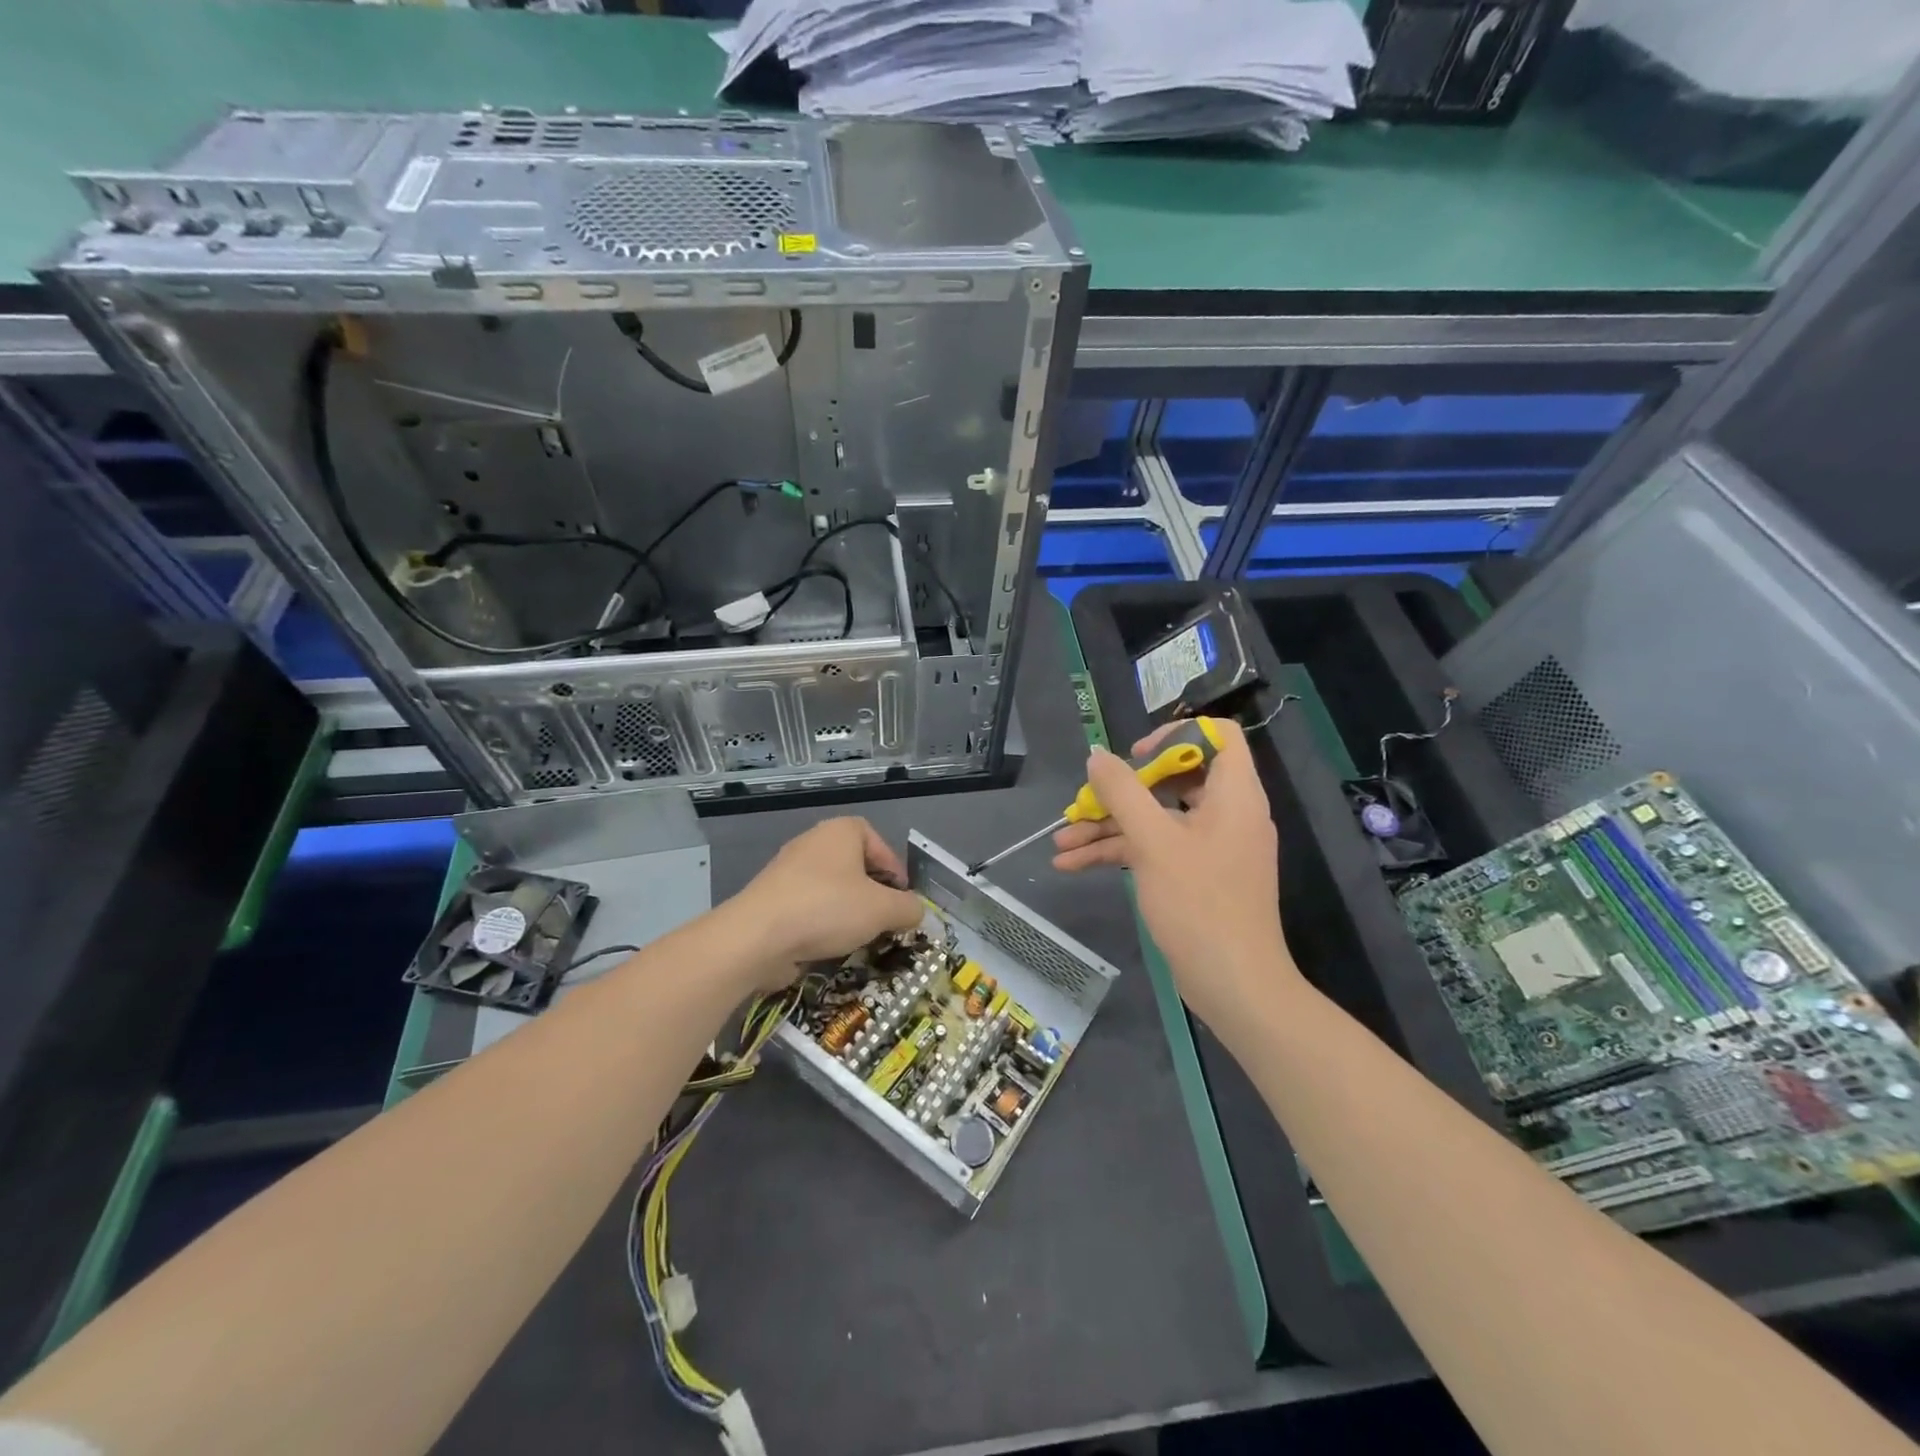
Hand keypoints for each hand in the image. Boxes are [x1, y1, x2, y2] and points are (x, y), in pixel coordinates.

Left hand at [728, 818, 924, 989]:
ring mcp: (788, 869)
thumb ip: (908, 908)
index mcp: (841, 831)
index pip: (878, 842)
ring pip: (832, 887)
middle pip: (855, 865)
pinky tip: (829, 945)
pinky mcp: (771, 898)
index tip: (902, 899)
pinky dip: (823, 922)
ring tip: (860, 936)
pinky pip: (809, 905)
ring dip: (849, 910)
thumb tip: (915, 910)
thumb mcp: (882, 909)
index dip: (895, 869)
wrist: (756, 937)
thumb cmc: (827, 909)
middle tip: (885, 919)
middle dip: (873, 893)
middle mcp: (813, 841)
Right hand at [1052, 720, 1297, 1024]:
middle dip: (1121, 791)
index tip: (1136, 757)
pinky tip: (1073, 865)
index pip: (1216, 736)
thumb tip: (1097, 756)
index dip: (1174, 736)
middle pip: (1173, 779)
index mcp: (1233, 794)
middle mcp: (1226, 813)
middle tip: (1086, 801)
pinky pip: (1155, 849)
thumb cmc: (1200, 903)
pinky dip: (1119, 853)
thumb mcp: (1153, 842)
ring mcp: (1209, 846)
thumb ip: (1123, 792)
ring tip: (1060, 842)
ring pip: (1155, 819)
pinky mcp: (1195, 876)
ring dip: (1108, 827)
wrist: (1234, 984)